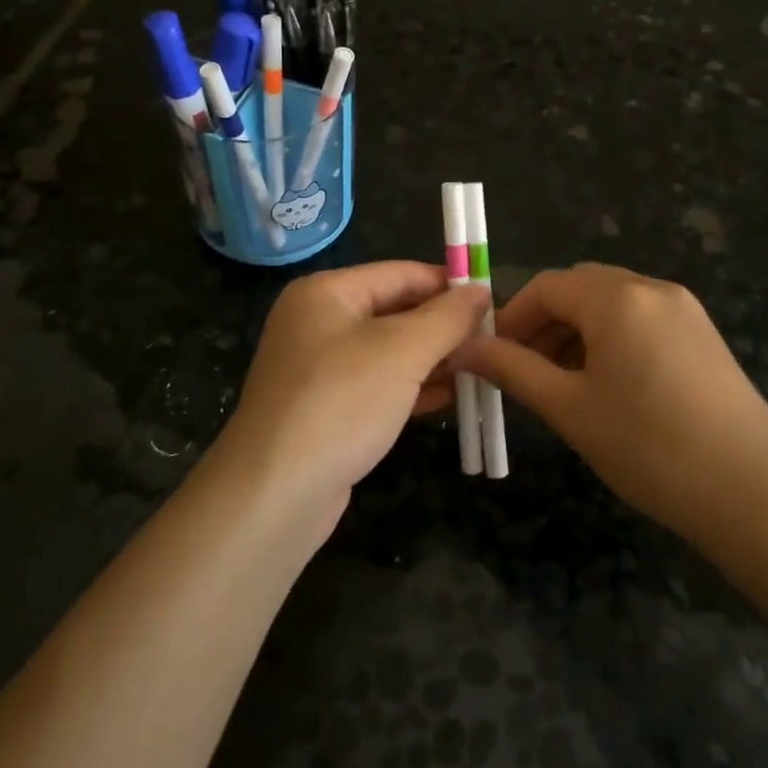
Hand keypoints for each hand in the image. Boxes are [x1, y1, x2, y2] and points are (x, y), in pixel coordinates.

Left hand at [216, 261, 488, 536]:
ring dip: (433, 358)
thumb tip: (481, 292)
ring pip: (389, 351)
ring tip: (482, 368)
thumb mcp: (402, 351)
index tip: (493, 301)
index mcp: (326, 292)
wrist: (274, 494)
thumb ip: (446, 317)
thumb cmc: (341, 402)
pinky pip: (378, 385)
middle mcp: (318, 322)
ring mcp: (319, 368)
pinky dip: (413, 388)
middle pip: (395, 311)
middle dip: (443, 326)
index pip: (400, 273)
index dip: (448, 284)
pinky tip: (451, 397)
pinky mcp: (325, 409)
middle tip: (493, 339)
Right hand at [456, 263, 767, 542]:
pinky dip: (611, 339)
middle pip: (580, 288)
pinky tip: (607, 384)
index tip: (492, 356)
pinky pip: (642, 320)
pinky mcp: (704, 336)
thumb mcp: (570, 409)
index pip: (547, 286)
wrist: (756, 495)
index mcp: (618, 297)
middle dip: (544, 322)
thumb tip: (466, 349)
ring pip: (612, 304)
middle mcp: (652, 288)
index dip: (512, 316)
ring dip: (576, 331)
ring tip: (561, 382)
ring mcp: (685, 310)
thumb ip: (513, 370)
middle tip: (524, 369)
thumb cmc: (650, 448)